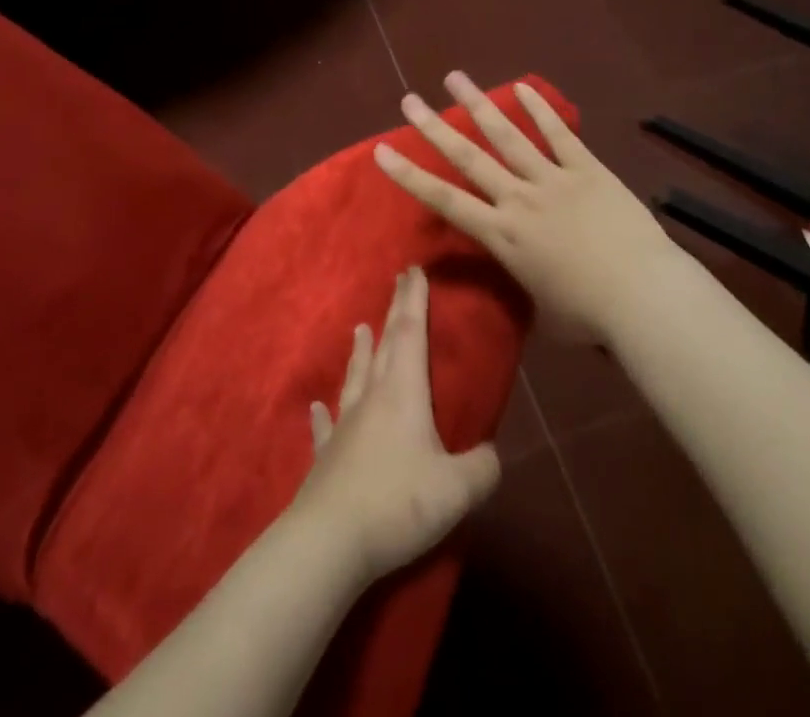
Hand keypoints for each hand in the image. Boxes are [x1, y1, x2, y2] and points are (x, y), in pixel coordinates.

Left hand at [292, 267, 499, 584]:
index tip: (413, 270)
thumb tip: (491, 455)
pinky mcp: (327, 455)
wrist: (330, 539)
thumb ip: (482, 469)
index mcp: (403, 393)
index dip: (415, 301)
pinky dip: (325, 413)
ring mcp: (345, 424)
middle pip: (385, 345)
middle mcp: (372, 397)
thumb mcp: (456, 490)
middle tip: (398, 281)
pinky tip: (318, 406)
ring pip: (355, 376)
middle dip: (395, 311)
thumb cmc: (397, 503)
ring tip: (360, 328)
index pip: (411, 333)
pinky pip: (327, 426)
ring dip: (361, 351)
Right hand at [372, 72, 678, 343]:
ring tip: (455, 78)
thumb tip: (530, 286)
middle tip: (409, 100)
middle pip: (468, 157)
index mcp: (503, 235)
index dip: (410, 175)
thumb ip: (529, 288)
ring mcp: (553, 179)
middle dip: (434, 127)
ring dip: (478, 105)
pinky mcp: (587, 169)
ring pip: (507, 135)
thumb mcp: (545, 313)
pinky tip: (522, 87)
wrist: (643, 296)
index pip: (445, 201)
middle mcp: (518, 199)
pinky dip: (540, 110)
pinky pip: (559, 134)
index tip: (383, 151)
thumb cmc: (591, 316)